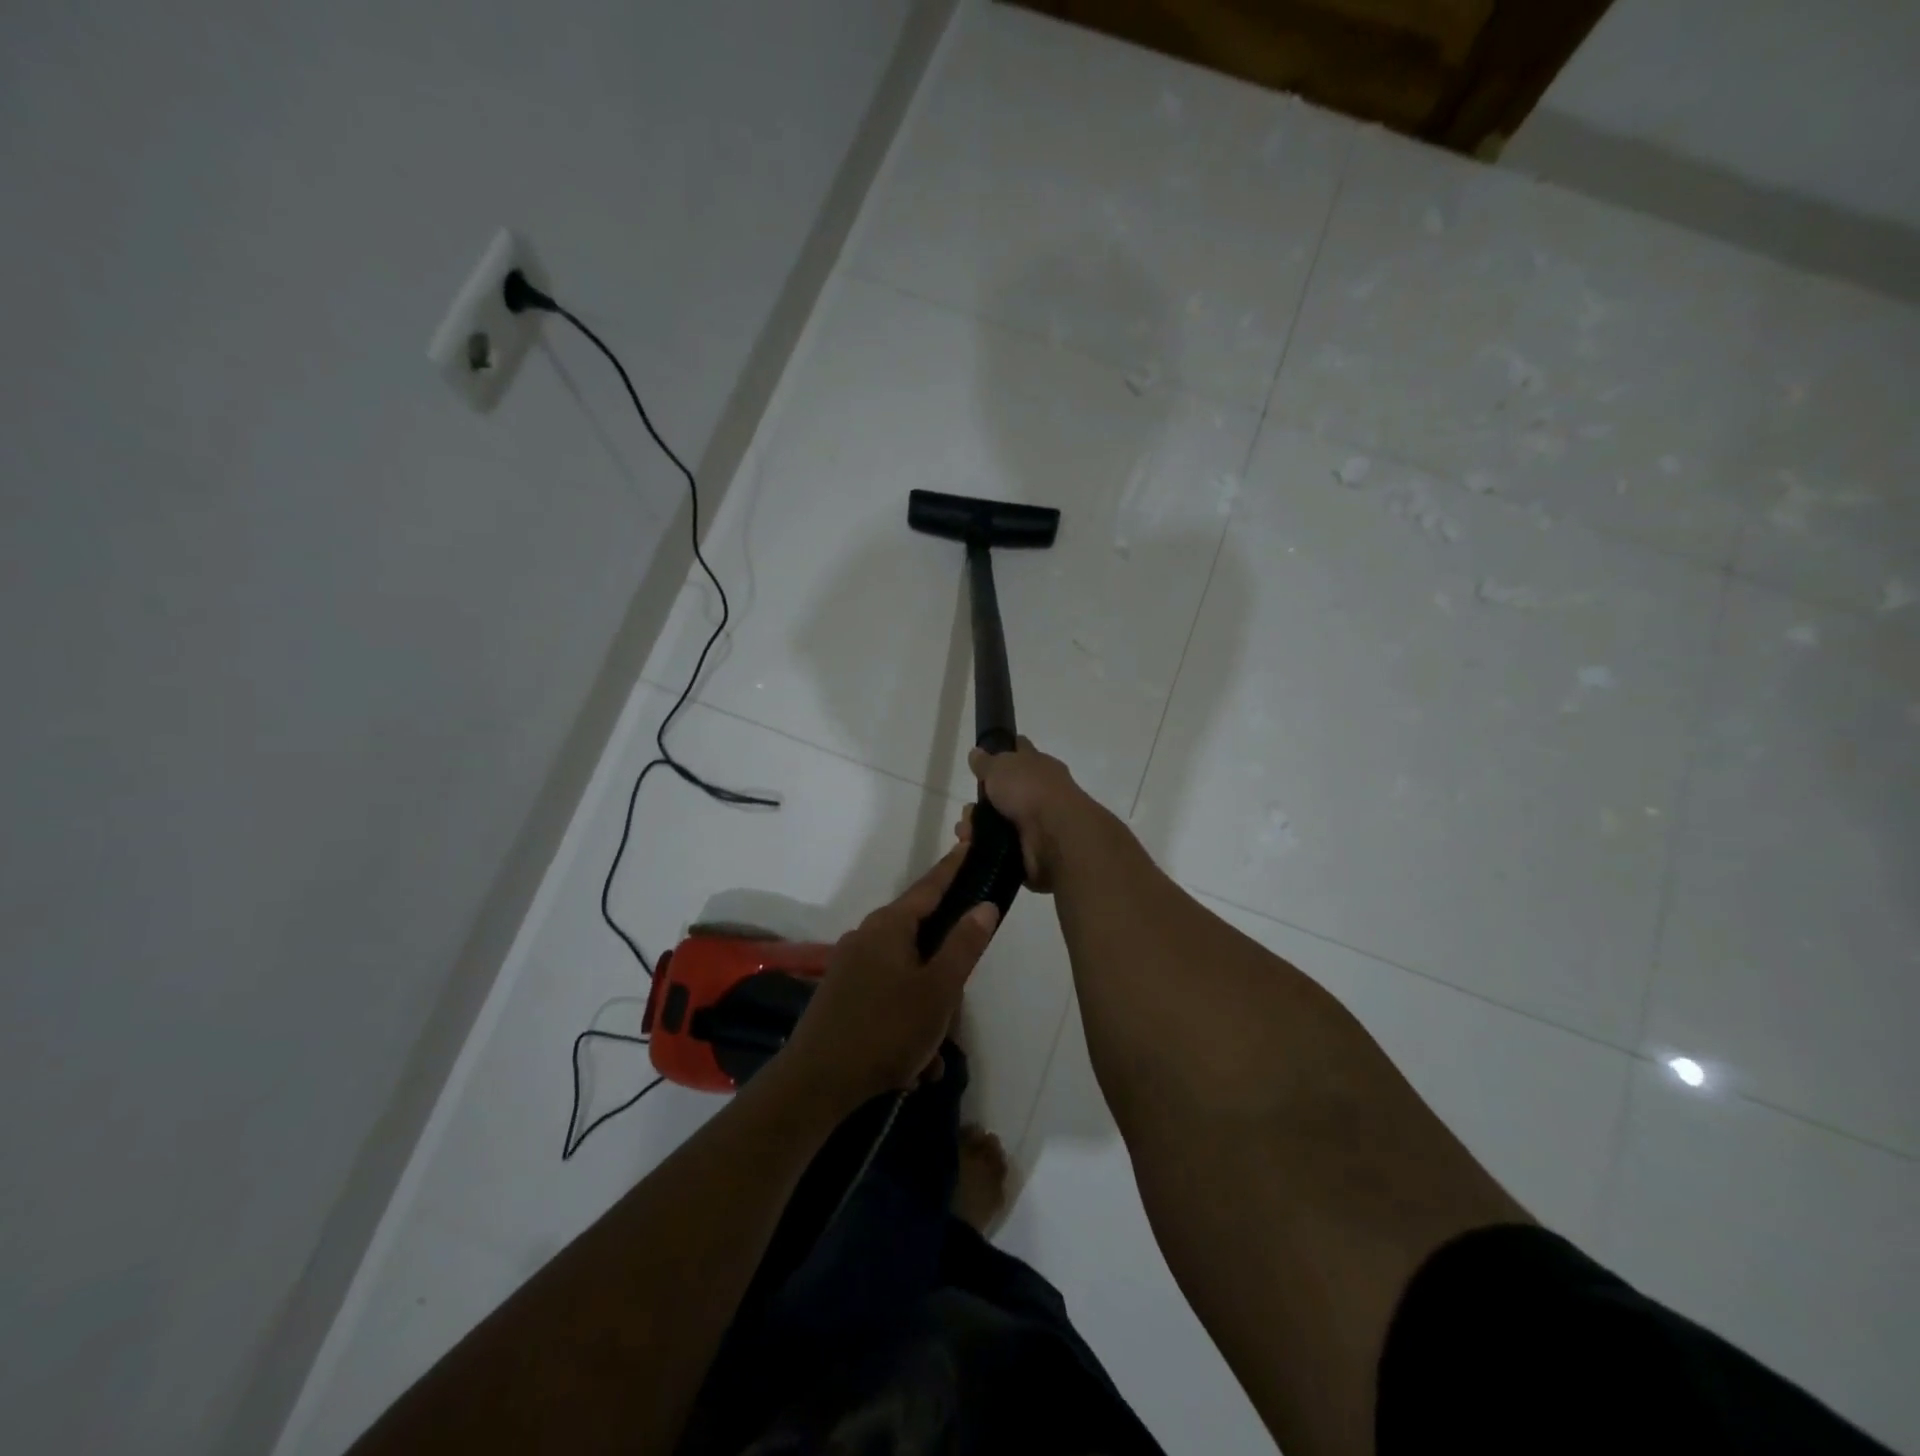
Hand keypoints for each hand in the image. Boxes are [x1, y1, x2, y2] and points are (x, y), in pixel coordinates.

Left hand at [781, 847, 999, 1106]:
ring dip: (926, 1010)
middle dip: (945, 974)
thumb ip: (964, 945)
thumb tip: (984, 905)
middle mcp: (867, 936)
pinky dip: (906, 1023)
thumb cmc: (886, 1029)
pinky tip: (911, 1065)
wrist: (816, 1082)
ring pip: (907, 975)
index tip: (970, 843)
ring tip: (930, 1056)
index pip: (930, 886)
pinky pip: (888, 997)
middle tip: (955, 1007)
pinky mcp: (843, 993)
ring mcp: (851, 965)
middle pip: (921, 937)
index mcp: (889, 926)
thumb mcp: (938, 990)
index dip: (953, 867)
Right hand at [955, 737, 1088, 892]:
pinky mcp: (1030, 850)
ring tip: (965, 833)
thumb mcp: (1001, 766)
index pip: (1021, 751)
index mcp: (1039, 766)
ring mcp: (1036, 823)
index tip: (985, 756)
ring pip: (998, 822)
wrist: (1054, 836)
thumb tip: (976, 753)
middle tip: (968, 810)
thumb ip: (986, 762)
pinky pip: (1000, 847)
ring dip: (976, 827)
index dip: (1004, 751)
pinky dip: (983, 847)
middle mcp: (1040, 792)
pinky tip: (971, 847)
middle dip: (981, 802)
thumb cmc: (1029, 790)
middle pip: (1004, 792)